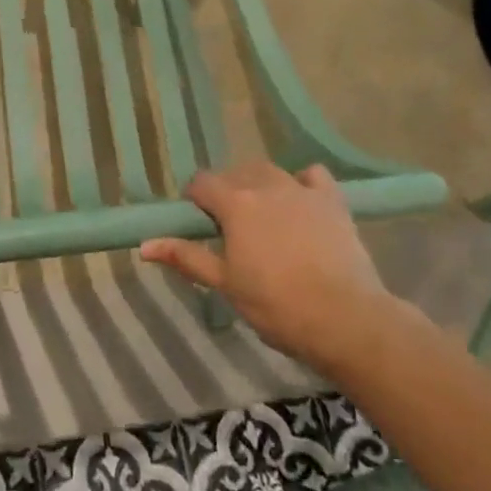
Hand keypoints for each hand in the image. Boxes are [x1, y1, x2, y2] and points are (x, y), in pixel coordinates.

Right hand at [141, 161, 404, 363]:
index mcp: (234, 202)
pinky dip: (302, 182)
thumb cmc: (276, 305)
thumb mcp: (225, 284)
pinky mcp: (332, 200)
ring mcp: (301, 189)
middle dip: (227, 193)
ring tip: (263, 217)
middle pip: (234, 173)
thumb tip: (144, 245)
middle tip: (231, 229)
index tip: (200, 226)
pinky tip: (301, 203)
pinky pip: (312, 175)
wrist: (346, 319)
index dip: (196, 201)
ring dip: (258, 185)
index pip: (201, 183)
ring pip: (269, 171)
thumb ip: (186, 257)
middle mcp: (264, 184)